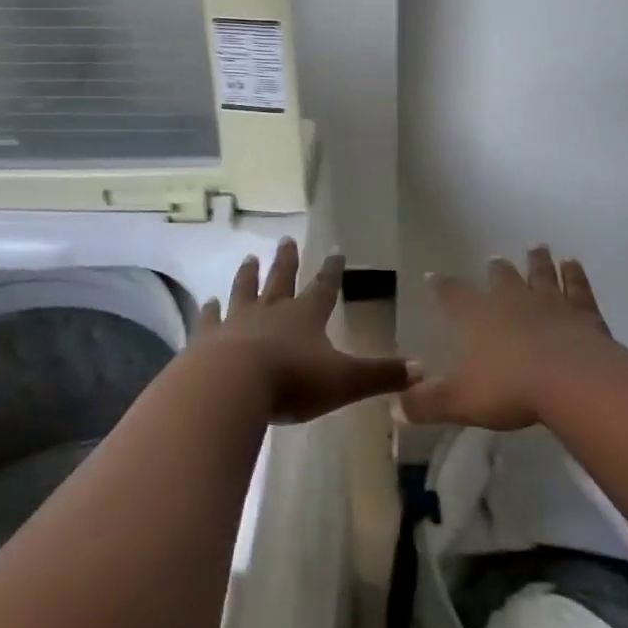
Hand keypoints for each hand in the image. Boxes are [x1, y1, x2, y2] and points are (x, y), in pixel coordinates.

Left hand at [196, 238, 413, 422]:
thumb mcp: (345, 381)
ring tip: (249, 257)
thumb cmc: (292, 381)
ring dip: (248, 275)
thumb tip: (421, 368)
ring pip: (245, 291)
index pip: (323, 288)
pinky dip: (208, 311)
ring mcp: (237, 322)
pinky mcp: (208, 340)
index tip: (335, 251)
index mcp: (306, 317)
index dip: (331, 271)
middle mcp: (272, 311)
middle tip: (286, 239)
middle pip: (281, 280)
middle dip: (287, 261)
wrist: (232, 387)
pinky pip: (209, 320)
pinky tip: (205, 302)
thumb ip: (381, 375)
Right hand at [400, 246, 616, 431]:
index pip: (454, 297)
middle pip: (503, 278)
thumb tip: (396, 407)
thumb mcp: (460, 400)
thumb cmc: (510, 388)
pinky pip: (576, 287)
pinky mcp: (582, 312)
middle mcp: (513, 301)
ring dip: (537, 261)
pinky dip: (574, 274)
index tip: (433, 275)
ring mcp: (550, 303)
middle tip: (496, 258)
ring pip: (541, 274)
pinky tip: (573, 264)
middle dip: (497, 270)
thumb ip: (427, 403)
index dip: (442, 287)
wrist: (570, 380)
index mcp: (480, 318)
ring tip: (537, 247)